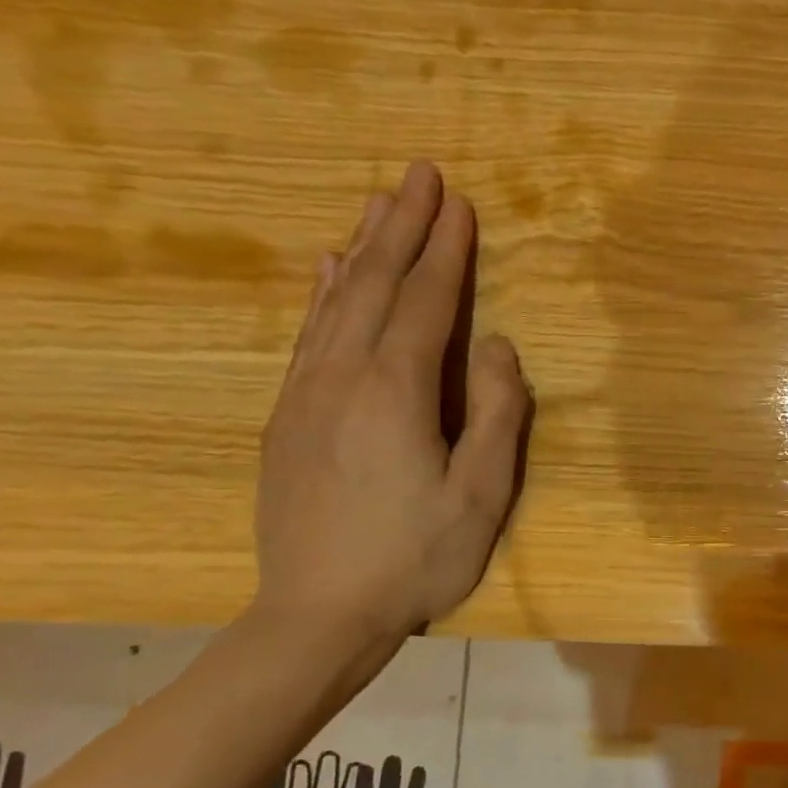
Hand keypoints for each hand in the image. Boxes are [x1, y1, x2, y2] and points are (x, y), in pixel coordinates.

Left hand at [256, 160, 531, 643]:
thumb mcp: (482, 494)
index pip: (427, 303)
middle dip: (401, 226)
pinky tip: (330, 271)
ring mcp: (306, 394)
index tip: (458, 202)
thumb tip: (499, 346)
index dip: (445, 250)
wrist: (318, 613)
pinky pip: (309, 335)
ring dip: (362, 247)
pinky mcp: (288, 416)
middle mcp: (343, 377)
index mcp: (396, 393)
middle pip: (376, 285)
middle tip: (419, 174)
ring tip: (377, 202)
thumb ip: (498, 414)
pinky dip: (324, 293)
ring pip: (337, 302)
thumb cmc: (417, 557)